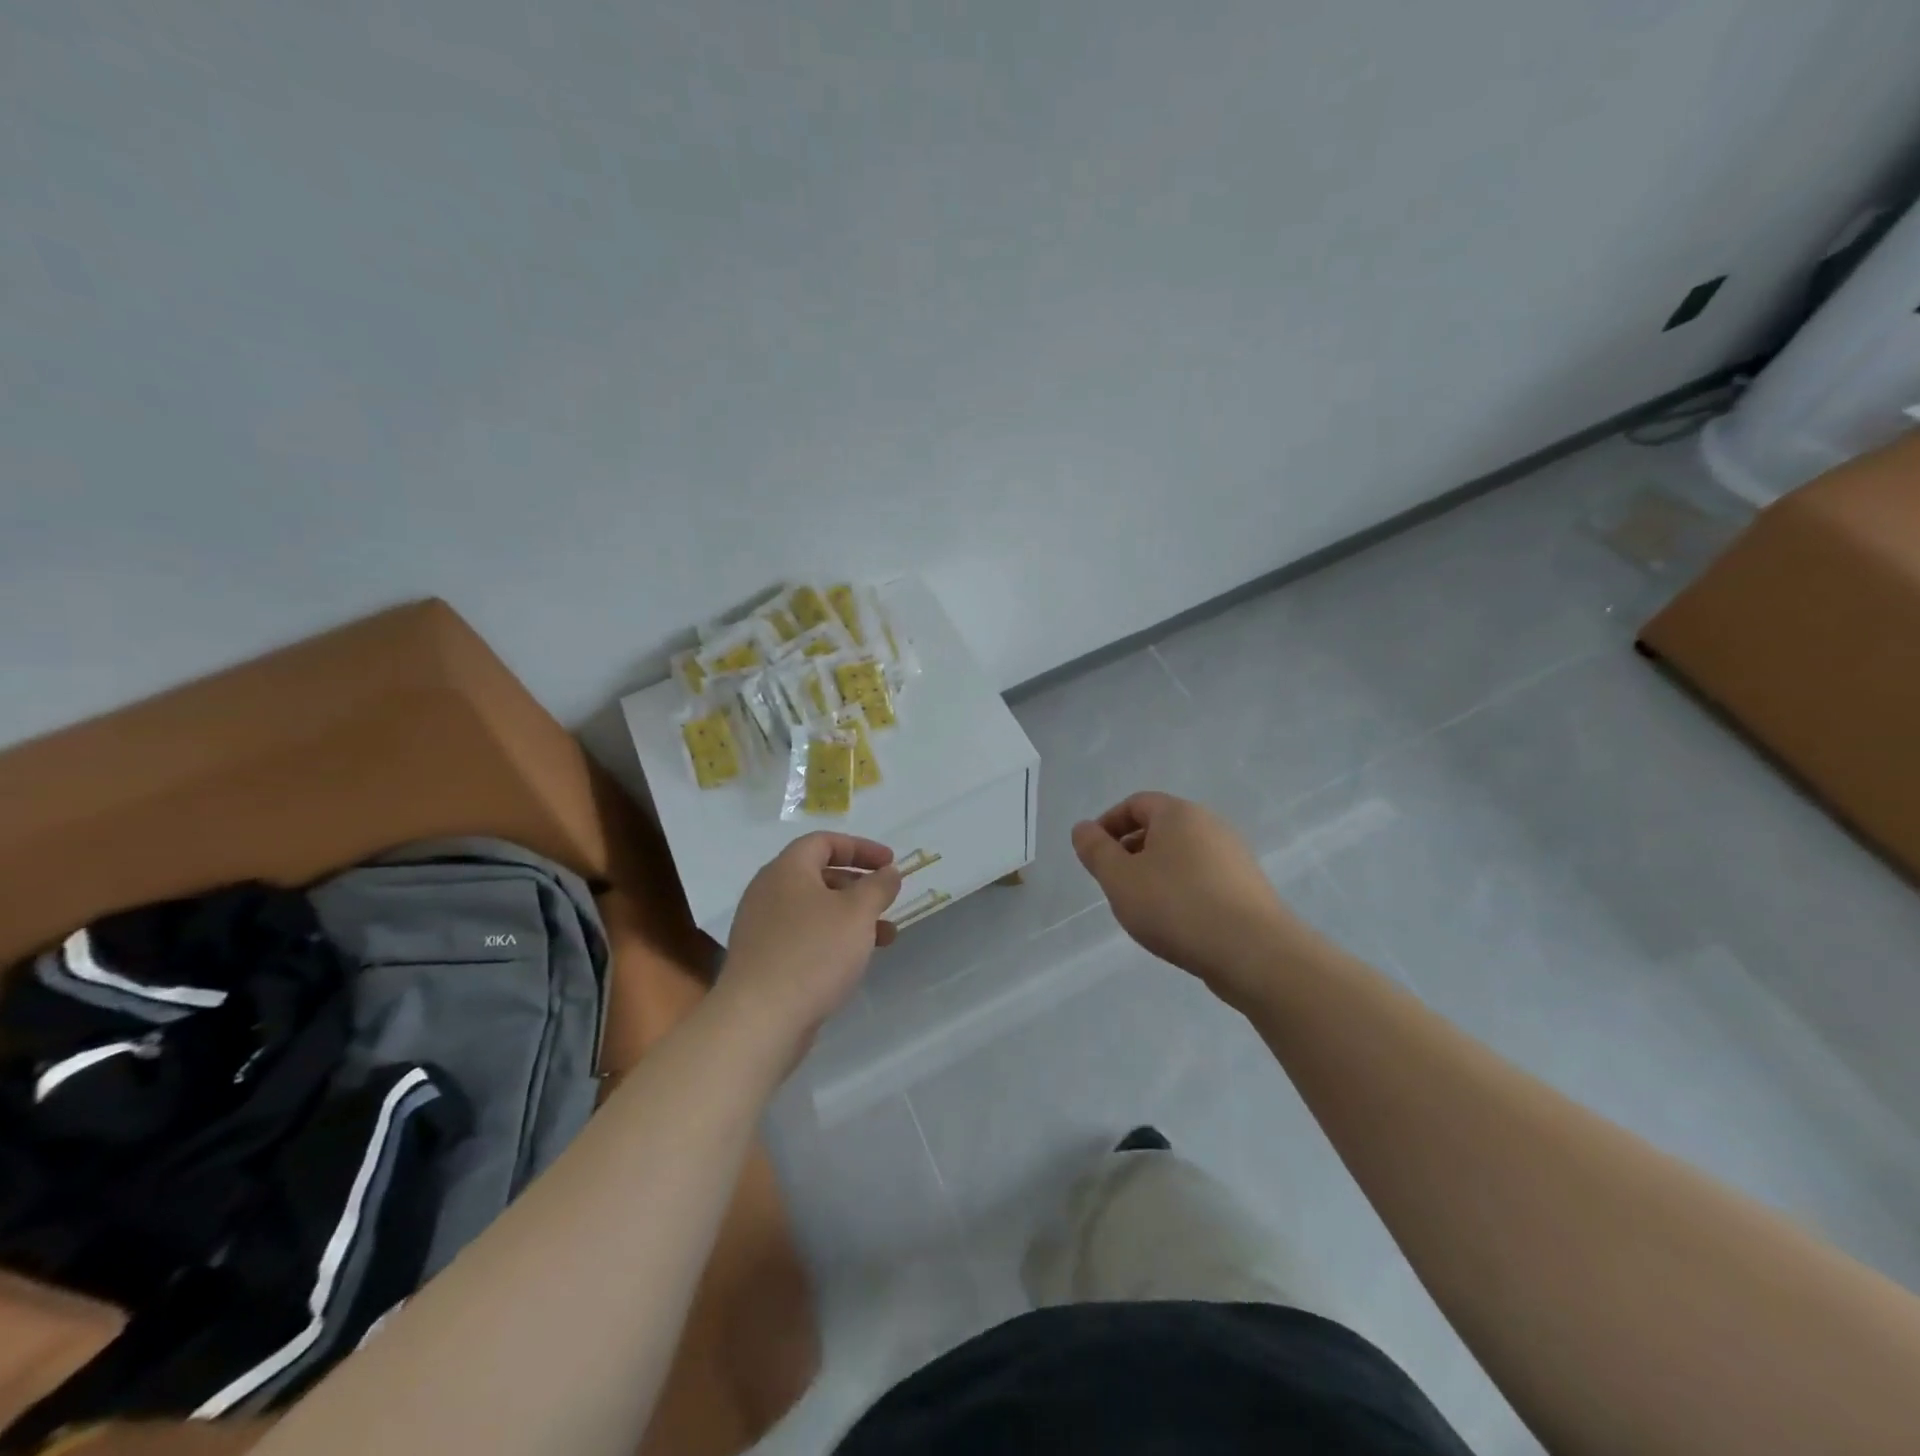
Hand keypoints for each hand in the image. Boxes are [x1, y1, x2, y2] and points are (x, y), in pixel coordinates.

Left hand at [717, 833, 902, 1054]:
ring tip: (885, 936)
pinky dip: (832, 939)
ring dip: (850, 917)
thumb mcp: (857, 913)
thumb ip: (878, 886)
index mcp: (786, 870)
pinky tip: (854, 961)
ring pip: (814, 910)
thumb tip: (888, 872)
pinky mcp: (762, 960)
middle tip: (886, 898)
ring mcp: (761, 928)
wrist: (759, 1020)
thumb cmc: (813, 953)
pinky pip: (803, 936)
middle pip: (817, 875)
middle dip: (858, 885)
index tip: (890, 863)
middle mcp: (768, 892)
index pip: (824, 842)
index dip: (861, 847)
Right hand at [1072, 792, 1320, 1006]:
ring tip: (1142, 907)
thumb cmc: (1176, 907)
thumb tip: (1083, 828)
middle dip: (1131, 850)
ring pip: (1182, 855)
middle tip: (1114, 882)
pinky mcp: (1248, 888)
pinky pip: (1203, 878)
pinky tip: (1176, 923)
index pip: (1136, 803)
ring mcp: (1234, 857)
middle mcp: (1211, 825)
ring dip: (1156, 872)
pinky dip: (1182, 890)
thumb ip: (1095, 850)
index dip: (1108, 824)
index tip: (1093, 854)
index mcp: (1179, 814)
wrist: (1254, 953)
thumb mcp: (1120, 879)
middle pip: (1161, 827)